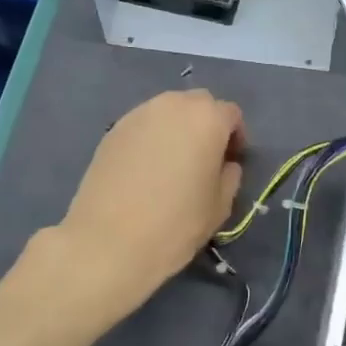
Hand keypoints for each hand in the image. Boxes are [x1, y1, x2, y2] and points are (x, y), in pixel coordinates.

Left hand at [61, 89, 245, 310]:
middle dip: (206, 125)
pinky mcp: (112, 131)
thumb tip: (223, 164)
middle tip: (204, 159)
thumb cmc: (176, 223)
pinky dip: (151, 139)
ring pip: (167, 112)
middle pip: (198, 104)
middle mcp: (173, 105)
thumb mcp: (220, 205)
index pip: (231, 114)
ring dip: (177, 130)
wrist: (109, 241)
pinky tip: (145, 171)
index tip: (231, 162)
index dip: (236, 137)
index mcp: (207, 118)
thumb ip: (229, 175)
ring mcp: (137, 115)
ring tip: (173, 164)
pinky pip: (143, 126)